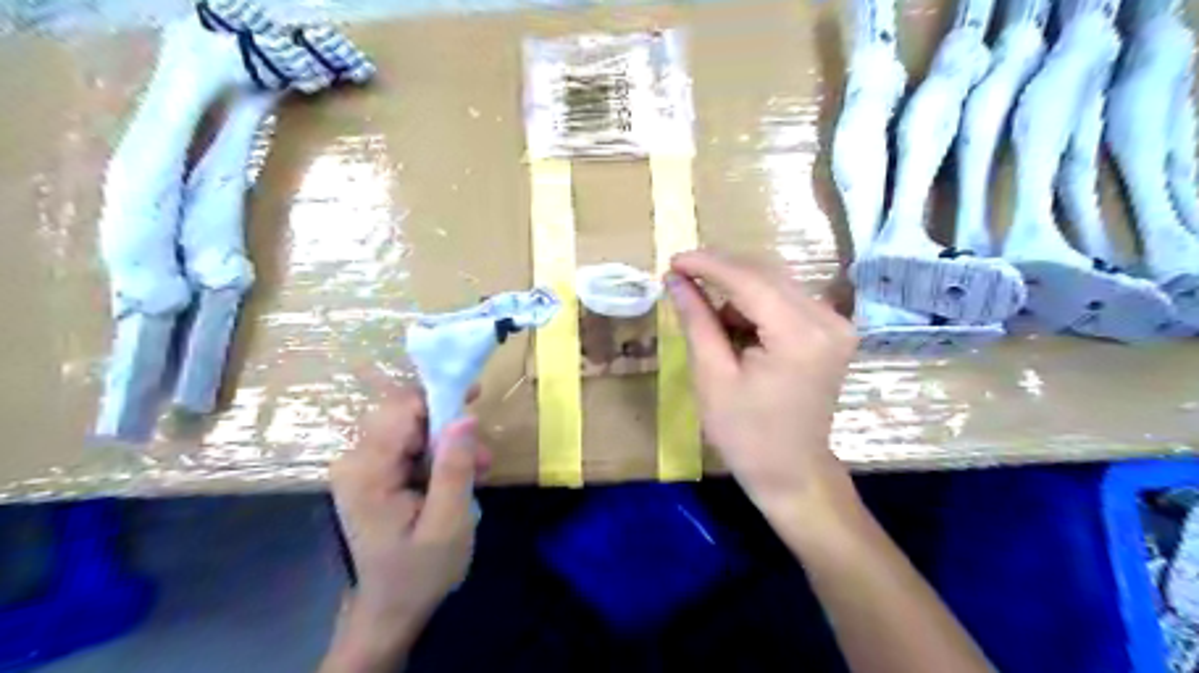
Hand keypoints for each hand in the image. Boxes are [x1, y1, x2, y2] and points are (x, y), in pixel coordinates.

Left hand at [327, 379, 487, 666]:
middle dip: (448, 424)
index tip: (477, 400)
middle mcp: (355, 460)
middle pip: (404, 412)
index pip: (401, 408)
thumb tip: (465, 417)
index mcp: (368, 471)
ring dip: (447, 440)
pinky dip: (437, 452)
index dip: (441, 398)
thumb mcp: (448, 524)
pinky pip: (408, 442)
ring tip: (477, 470)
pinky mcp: (371, 471)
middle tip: (482, 454)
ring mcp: (361, 465)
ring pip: (410, 425)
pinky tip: (456, 476)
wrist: (391, 608)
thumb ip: (455, 469)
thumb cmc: (420, 571)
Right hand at [670, 251, 857, 523]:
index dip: (708, 265)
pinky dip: (756, 306)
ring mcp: (836, 324)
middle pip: (766, 274)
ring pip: (776, 284)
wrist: (792, 472)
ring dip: (737, 292)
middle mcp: (827, 320)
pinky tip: (738, 329)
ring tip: (710, 321)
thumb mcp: (712, 377)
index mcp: (799, 336)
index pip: (749, 280)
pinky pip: (787, 300)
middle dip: (721, 273)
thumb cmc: (746, 434)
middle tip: (681, 279)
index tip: (673, 260)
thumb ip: (697, 321)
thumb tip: (675, 279)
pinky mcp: (833, 331)